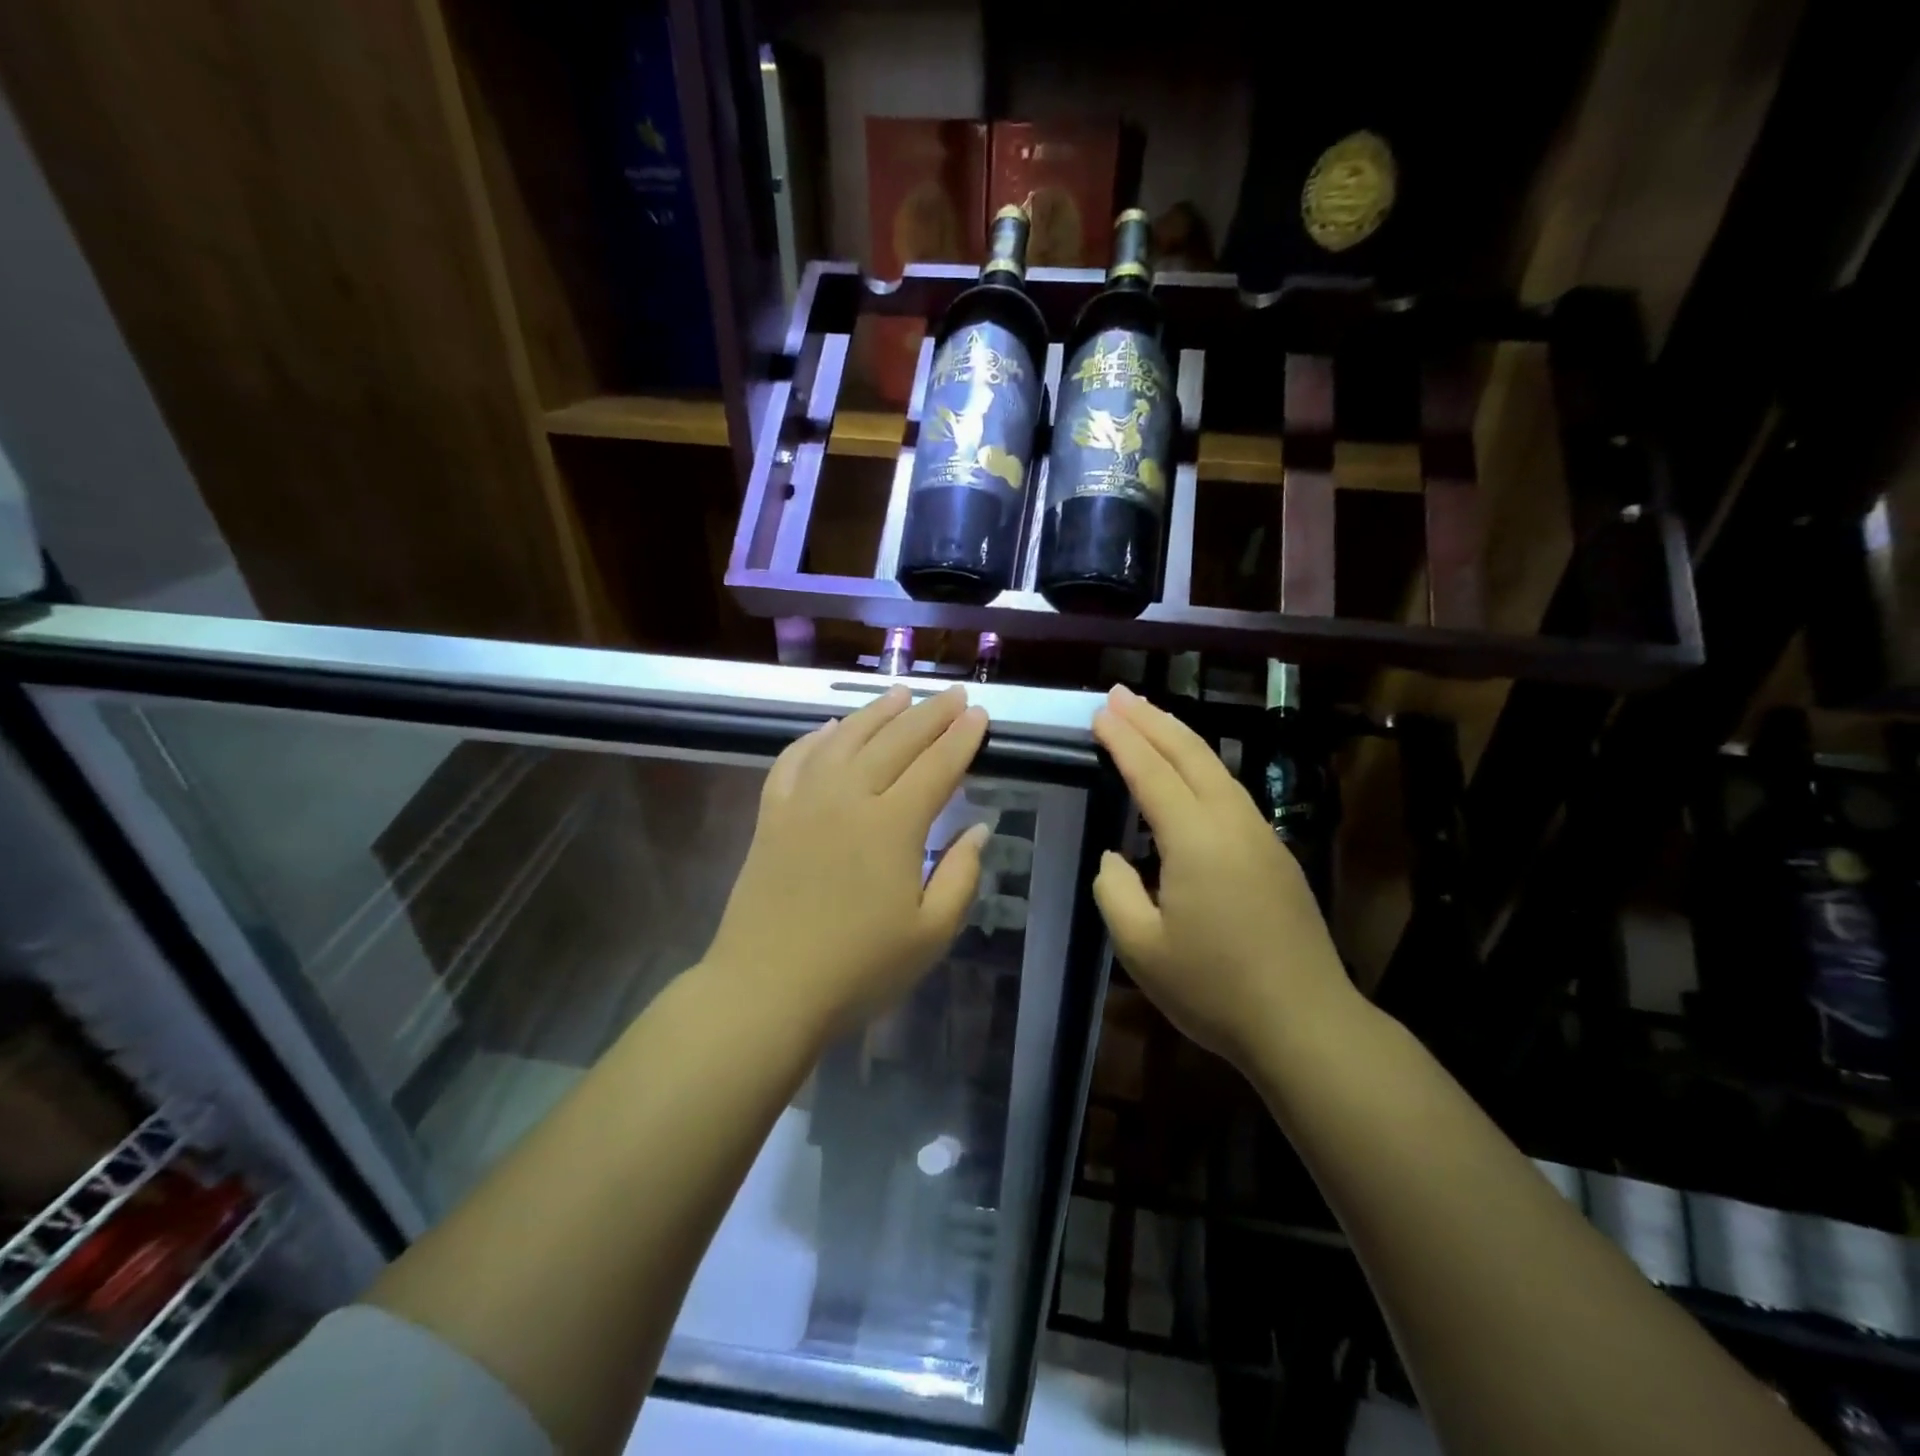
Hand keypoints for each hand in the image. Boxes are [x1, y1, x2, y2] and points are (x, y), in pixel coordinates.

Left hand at [703, 685, 989, 1036]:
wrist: (766, 989)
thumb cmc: (858, 969)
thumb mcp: (931, 934)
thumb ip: (961, 875)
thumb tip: (978, 828)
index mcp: (893, 825)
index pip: (937, 766)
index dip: (962, 738)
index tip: (980, 715)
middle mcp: (849, 797)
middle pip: (896, 741)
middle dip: (930, 714)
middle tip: (954, 696)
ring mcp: (804, 801)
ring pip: (845, 738)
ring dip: (877, 712)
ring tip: (901, 693)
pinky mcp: (771, 815)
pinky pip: (794, 759)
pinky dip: (815, 737)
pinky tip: (831, 728)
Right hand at [1091, 684, 1357, 1069]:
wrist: (1306, 1023)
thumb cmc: (1214, 989)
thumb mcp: (1141, 948)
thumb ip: (1115, 890)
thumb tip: (1115, 858)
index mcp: (1197, 839)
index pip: (1151, 773)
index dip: (1123, 740)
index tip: (1099, 713)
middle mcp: (1232, 823)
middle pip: (1190, 754)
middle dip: (1151, 719)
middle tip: (1118, 695)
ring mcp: (1261, 836)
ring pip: (1216, 768)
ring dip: (1179, 738)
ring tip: (1148, 719)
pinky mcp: (1276, 854)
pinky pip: (1231, 791)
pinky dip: (1201, 767)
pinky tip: (1189, 774)